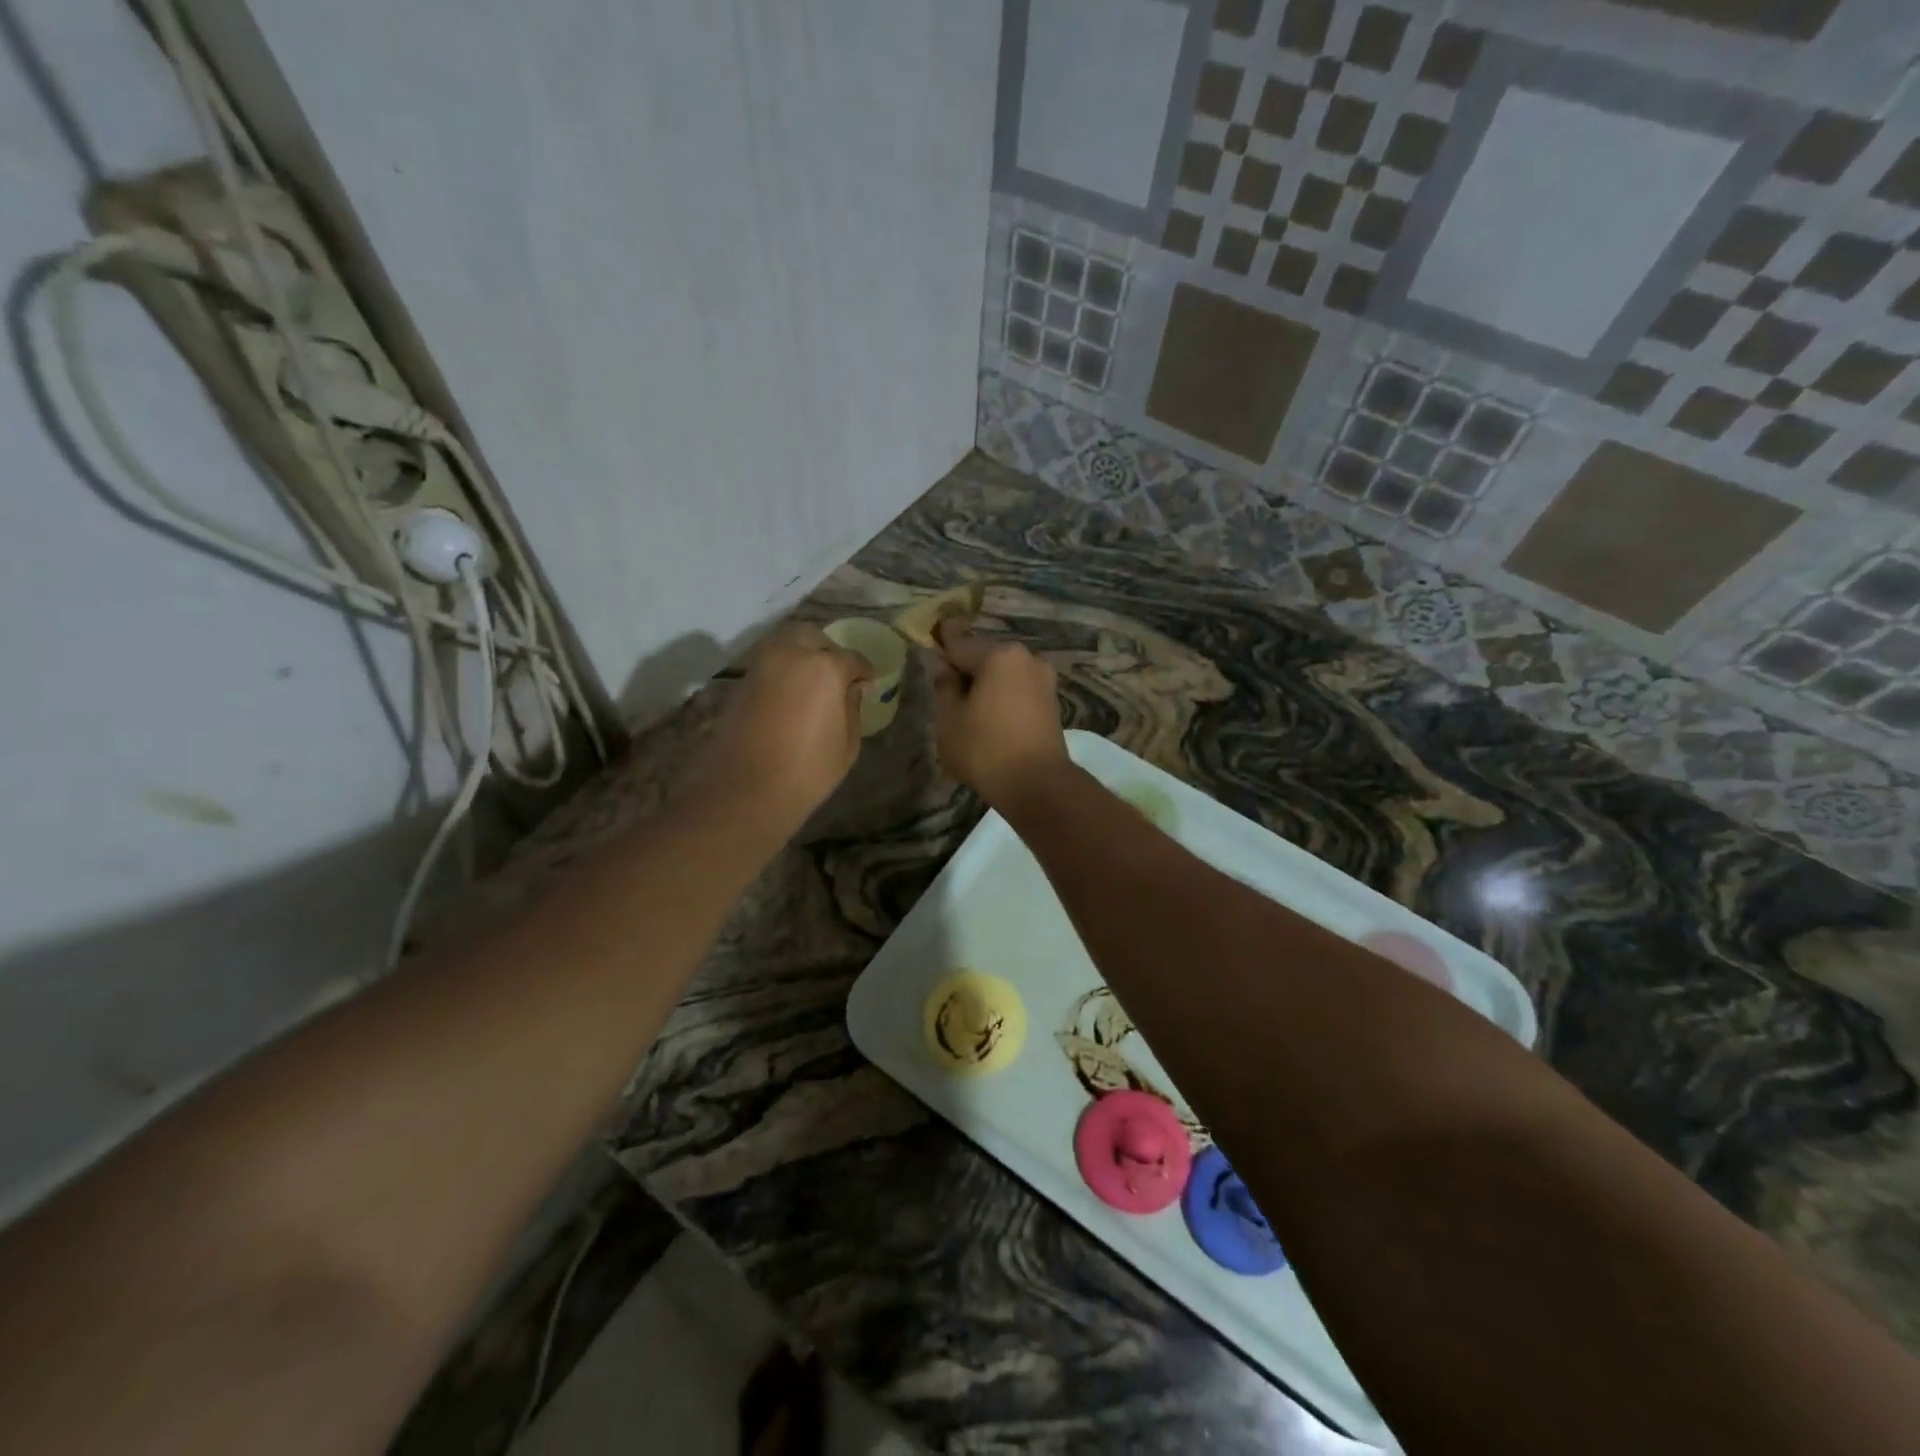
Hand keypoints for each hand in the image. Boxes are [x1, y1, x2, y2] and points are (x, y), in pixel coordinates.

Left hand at [705, 624, 871, 823]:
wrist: (745, 791)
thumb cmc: (807, 772)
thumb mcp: (847, 744)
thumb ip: (852, 708)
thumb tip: (852, 688)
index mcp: (825, 668)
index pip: (852, 658)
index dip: (864, 671)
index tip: (867, 684)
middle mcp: (791, 655)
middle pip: (813, 637)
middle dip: (828, 650)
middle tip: (837, 675)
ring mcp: (761, 665)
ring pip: (785, 643)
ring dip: (801, 655)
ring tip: (812, 683)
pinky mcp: (740, 681)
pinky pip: (767, 663)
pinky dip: (782, 670)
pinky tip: (790, 694)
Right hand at [930, 619, 1067, 808]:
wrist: (1039, 785)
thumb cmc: (985, 750)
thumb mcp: (950, 719)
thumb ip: (944, 686)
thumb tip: (943, 665)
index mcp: (998, 656)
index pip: (960, 642)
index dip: (942, 639)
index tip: (934, 629)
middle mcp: (1025, 658)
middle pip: (985, 656)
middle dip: (966, 667)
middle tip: (946, 684)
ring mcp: (1043, 679)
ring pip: (1004, 674)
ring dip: (986, 684)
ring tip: (967, 706)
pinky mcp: (1052, 702)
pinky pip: (1018, 690)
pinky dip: (1003, 696)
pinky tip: (990, 716)